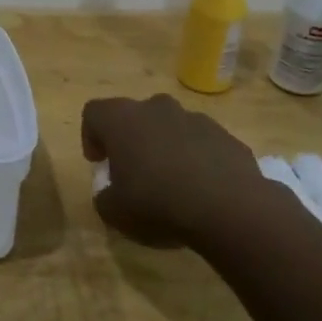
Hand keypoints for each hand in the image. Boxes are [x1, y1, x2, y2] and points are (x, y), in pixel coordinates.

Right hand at [82, 95, 273, 247]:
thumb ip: (105, 199)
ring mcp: (194, 118)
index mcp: (121, 119)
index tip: (99, 163)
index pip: (94, 113)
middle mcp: (155, 108)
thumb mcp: (116, 212)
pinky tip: (203, 190)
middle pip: (134, 116)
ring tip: (173, 183)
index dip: (91, 136)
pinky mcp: (226, 136)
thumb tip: (109, 195)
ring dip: (166, 147)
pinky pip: (202, 143)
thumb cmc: (159, 203)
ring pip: (170, 127)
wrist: (230, 209)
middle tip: (134, 172)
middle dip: (132, 140)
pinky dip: (197, 159)